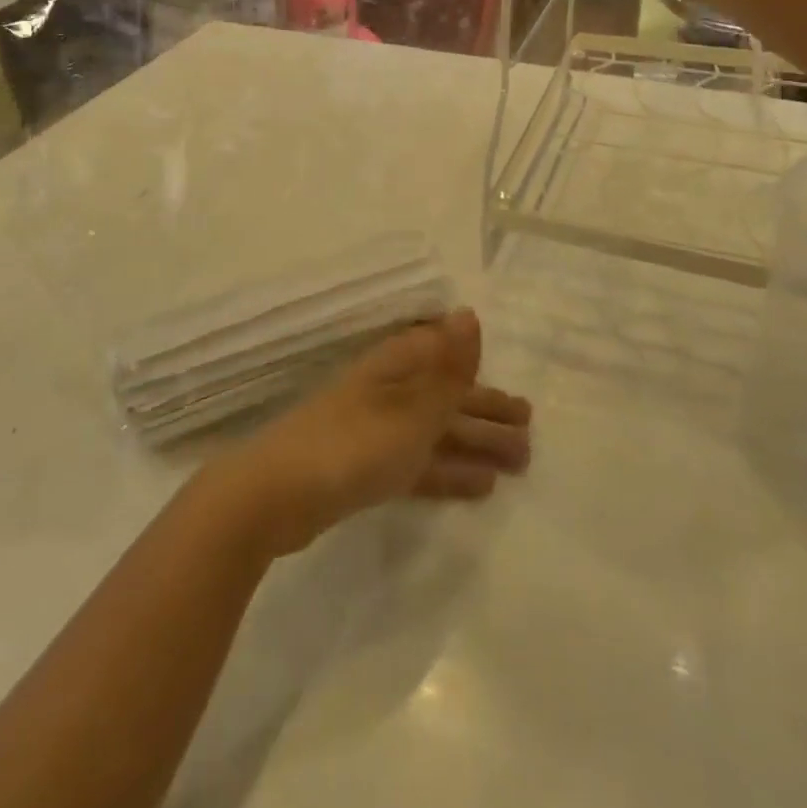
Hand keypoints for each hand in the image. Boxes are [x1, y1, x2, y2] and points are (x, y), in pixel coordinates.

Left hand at [200, 310, 531, 557]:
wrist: (277, 494)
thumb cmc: (353, 444)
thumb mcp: (412, 409)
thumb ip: (447, 369)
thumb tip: (469, 312)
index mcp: (395, 368)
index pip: (444, 357)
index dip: (480, 374)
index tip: (516, 396)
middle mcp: (387, 393)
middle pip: (445, 398)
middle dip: (486, 414)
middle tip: (530, 434)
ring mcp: (374, 432)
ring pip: (436, 433)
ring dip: (475, 446)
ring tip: (519, 464)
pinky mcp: (365, 470)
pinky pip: (419, 464)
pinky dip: (448, 472)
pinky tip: (480, 488)